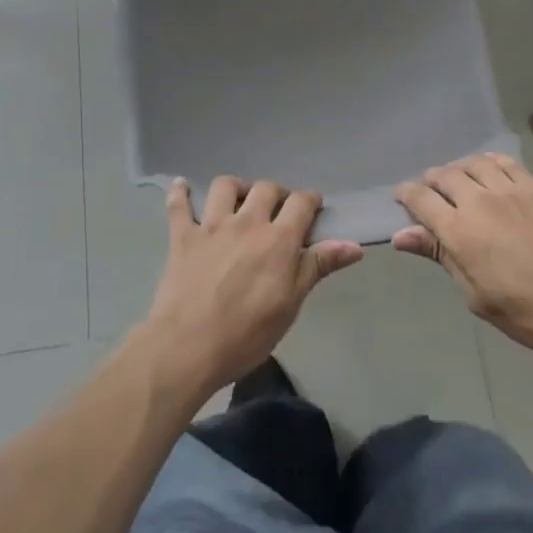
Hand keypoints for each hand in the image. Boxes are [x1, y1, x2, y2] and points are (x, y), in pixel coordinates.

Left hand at [135, 177, 361, 402]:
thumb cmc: (246, 334)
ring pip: (225, 186)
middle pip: (265, 188)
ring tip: (239, 200)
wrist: (188, 346)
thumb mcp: (291, 304)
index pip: (301, 203)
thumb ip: (318, 267)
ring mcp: (211, 226)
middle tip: (277, 210)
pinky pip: (179, 205)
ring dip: (235, 188)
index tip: (313, 207)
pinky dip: (180, 192)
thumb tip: (354, 245)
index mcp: (277, 239)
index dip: (310, 200)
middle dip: (276, 193)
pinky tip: (181, 186)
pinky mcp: (183, 236)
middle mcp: (246, 222)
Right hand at [395, 152, 532, 365]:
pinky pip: (504, 162)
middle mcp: (480, 202)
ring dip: (459, 170)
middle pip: (443, 175)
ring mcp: (510, 190)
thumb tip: (402, 235)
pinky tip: (489, 172)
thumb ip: (440, 256)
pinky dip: (489, 162)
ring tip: (460, 183)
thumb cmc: (527, 313)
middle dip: (431, 183)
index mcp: (460, 232)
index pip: (420, 199)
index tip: (402, 198)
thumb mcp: (476, 295)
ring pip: (472, 163)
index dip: (406, 195)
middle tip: (432, 196)